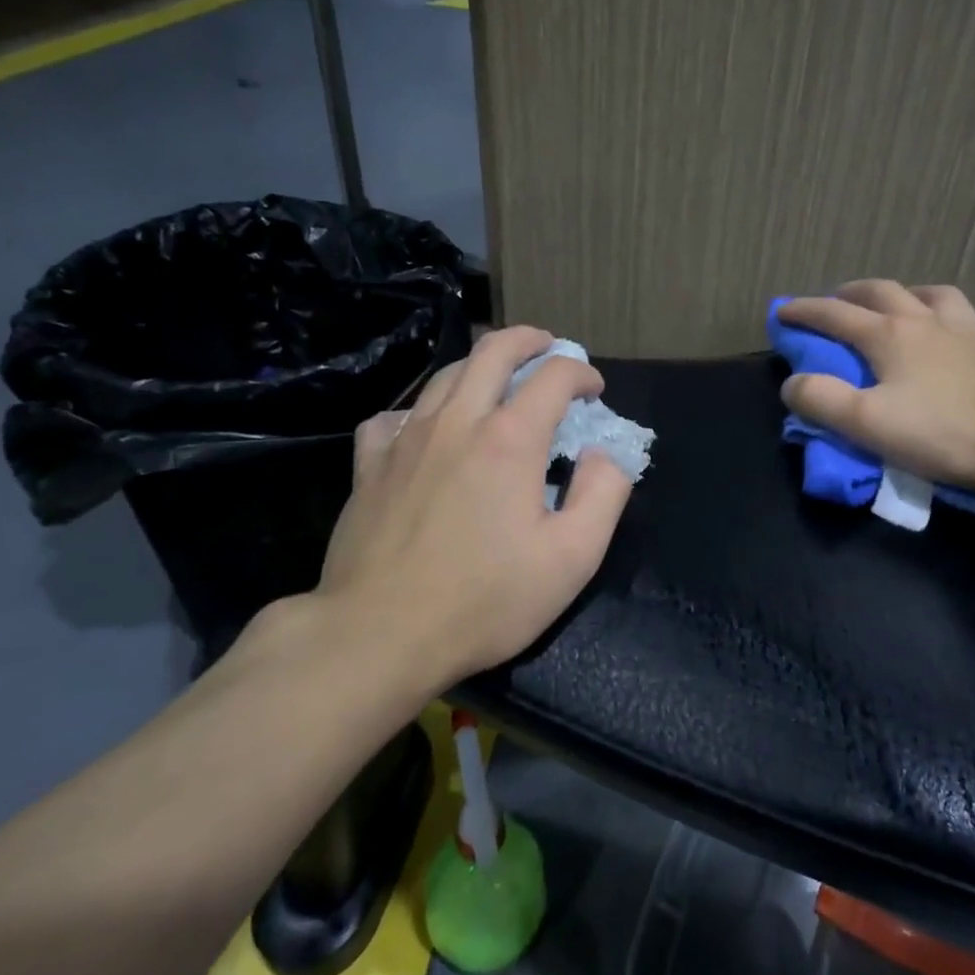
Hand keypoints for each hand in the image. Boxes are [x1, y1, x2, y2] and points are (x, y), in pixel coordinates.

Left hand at [304, 326, 633, 688]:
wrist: (378, 635)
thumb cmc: (485, 600)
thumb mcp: (572, 558)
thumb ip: (603, 494)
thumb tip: (602, 454)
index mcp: (511, 439)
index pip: (554, 375)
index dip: (581, 372)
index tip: (594, 390)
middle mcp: (458, 422)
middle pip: (493, 350)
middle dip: (528, 340)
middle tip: (547, 347)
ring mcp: (407, 440)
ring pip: (445, 375)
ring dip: (480, 365)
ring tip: (497, 378)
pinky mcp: (370, 466)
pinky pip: (395, 417)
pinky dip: (421, 411)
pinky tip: (427, 430)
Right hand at [777, 281, 974, 507]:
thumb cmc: (945, 433)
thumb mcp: (868, 424)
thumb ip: (822, 400)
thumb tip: (792, 382)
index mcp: (891, 336)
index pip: (835, 315)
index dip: (805, 311)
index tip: (782, 310)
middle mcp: (930, 321)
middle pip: (884, 292)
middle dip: (853, 293)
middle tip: (838, 299)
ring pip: (937, 295)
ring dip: (911, 295)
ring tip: (905, 304)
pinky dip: (965, 325)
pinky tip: (969, 336)